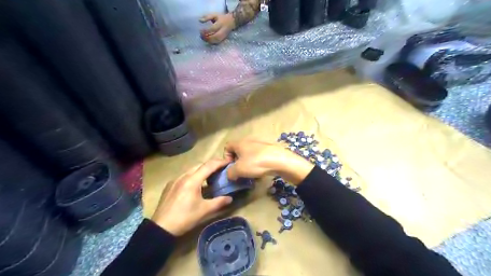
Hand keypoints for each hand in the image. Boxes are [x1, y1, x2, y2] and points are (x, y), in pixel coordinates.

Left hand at [150, 159, 231, 235]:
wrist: (161, 228)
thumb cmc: (185, 218)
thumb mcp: (204, 211)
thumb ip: (219, 202)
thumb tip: (230, 198)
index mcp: (192, 180)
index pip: (209, 166)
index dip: (220, 162)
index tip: (228, 162)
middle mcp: (183, 176)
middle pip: (200, 165)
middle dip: (212, 165)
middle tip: (221, 169)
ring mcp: (175, 179)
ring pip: (192, 169)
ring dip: (202, 170)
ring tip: (210, 176)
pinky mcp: (170, 185)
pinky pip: (184, 175)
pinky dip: (193, 175)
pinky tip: (196, 185)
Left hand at [201, 12, 235, 43]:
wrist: (231, 22)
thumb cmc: (221, 18)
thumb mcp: (214, 15)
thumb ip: (207, 17)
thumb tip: (199, 20)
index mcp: (220, 24)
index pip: (213, 29)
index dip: (206, 31)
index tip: (200, 30)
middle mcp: (222, 31)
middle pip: (215, 37)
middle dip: (207, 37)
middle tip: (201, 36)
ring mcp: (223, 36)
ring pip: (216, 41)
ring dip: (209, 41)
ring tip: (203, 39)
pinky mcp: (223, 39)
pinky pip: (217, 43)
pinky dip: (212, 43)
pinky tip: (207, 41)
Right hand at [224, 138, 313, 185]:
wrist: (281, 161)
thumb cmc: (257, 163)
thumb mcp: (239, 170)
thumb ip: (230, 172)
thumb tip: (230, 174)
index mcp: (240, 142)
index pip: (227, 146)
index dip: (226, 157)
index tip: (230, 167)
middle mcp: (249, 140)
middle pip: (239, 150)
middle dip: (238, 162)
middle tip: (241, 172)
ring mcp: (261, 143)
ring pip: (250, 153)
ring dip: (248, 163)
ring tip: (252, 173)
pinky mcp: (270, 148)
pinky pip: (260, 155)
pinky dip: (258, 162)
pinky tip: (262, 170)